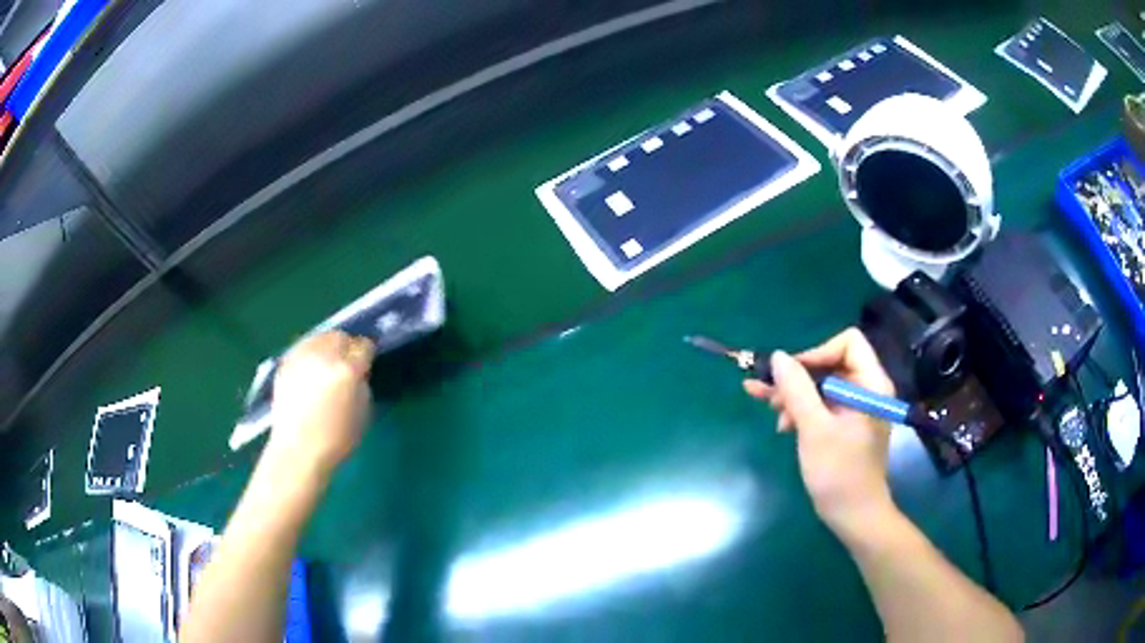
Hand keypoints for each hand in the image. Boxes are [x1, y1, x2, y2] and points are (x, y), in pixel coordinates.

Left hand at [268, 331, 374, 473]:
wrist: (298, 451)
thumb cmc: (336, 439)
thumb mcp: (363, 413)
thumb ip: (362, 384)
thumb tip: (357, 372)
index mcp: (347, 370)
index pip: (363, 346)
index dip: (366, 354)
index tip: (366, 363)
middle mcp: (323, 356)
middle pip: (339, 336)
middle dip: (345, 346)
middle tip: (346, 363)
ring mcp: (301, 357)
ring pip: (319, 338)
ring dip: (326, 347)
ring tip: (327, 365)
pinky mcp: (285, 363)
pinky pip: (302, 348)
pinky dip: (310, 354)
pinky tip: (310, 371)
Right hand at [744, 328, 897, 539]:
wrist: (854, 516)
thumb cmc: (839, 472)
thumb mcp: (814, 429)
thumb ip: (796, 390)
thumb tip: (778, 356)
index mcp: (870, 384)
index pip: (848, 343)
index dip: (818, 352)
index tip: (792, 374)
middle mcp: (866, 389)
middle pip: (831, 363)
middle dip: (799, 377)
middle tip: (767, 392)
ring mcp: (856, 408)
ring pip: (823, 384)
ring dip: (796, 395)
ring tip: (772, 413)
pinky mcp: (846, 424)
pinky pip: (823, 404)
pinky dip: (803, 410)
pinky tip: (784, 425)